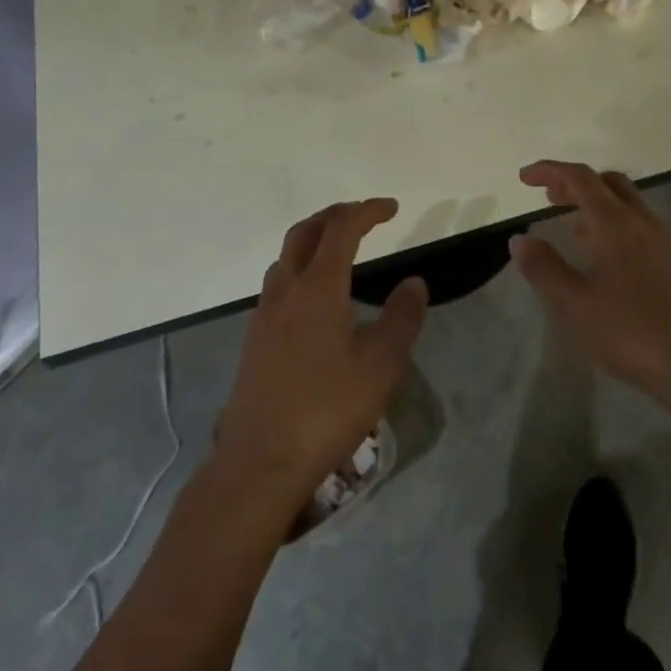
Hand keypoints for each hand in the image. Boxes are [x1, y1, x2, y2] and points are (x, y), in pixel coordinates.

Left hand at [213, 200, 428, 512]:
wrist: (259, 462)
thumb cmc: (326, 410)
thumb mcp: (380, 366)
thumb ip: (401, 318)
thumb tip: (414, 282)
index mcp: (319, 287)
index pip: (342, 229)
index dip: (367, 211)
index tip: (391, 208)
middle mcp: (287, 289)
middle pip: (305, 231)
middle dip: (335, 215)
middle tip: (363, 216)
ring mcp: (265, 313)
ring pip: (287, 256)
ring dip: (313, 239)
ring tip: (339, 250)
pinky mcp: (255, 338)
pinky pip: (278, 282)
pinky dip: (300, 268)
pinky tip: (314, 297)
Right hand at [510, 161, 670, 419]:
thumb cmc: (633, 332)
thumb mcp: (576, 305)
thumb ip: (545, 269)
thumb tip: (520, 239)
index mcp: (616, 224)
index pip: (580, 179)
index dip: (550, 171)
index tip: (524, 178)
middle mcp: (642, 223)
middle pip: (608, 182)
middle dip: (575, 183)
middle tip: (549, 197)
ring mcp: (664, 243)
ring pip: (627, 204)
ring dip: (596, 204)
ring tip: (571, 226)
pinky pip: (639, 226)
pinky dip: (613, 224)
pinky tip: (603, 259)